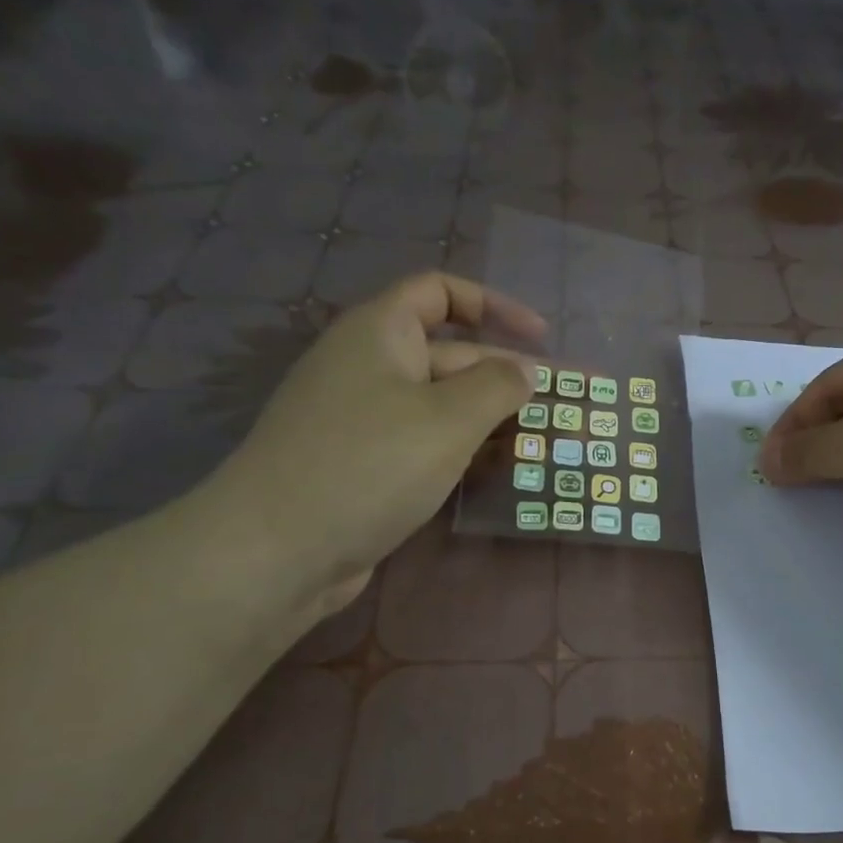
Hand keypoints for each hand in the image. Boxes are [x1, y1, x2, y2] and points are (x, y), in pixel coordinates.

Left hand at [198, 273, 543, 611]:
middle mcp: (370, 366)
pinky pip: (425, 442)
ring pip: (442, 405)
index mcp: (380, 332)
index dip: (495, 305)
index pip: (442, 292)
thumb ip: (499, 386)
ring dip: (493, 419)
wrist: (276, 550)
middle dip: (510, 377)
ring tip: (545, 441)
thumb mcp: (449, 418)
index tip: (542, 339)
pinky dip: (463, 449)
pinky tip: (498, 471)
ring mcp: (364, 418)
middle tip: (566, 405)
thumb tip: (525, 372)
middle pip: (452, 355)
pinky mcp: (365, 464)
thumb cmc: (370, 465)